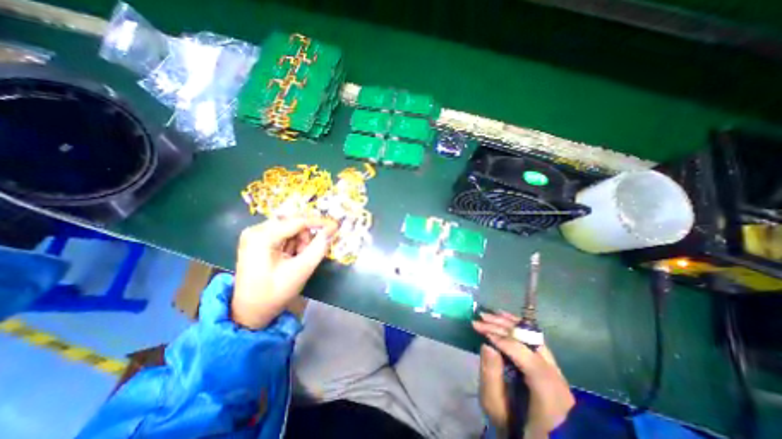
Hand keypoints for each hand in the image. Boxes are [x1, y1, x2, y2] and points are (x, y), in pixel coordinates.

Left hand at [229, 216, 331, 328]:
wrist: (250, 311)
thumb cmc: (274, 293)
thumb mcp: (301, 270)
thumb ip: (319, 247)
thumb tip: (332, 228)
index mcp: (262, 237)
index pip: (297, 221)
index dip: (319, 222)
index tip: (336, 225)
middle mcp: (256, 230)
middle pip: (293, 222)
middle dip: (305, 237)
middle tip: (306, 254)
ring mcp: (255, 234)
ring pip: (289, 227)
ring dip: (300, 241)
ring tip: (297, 259)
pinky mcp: (258, 239)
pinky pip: (283, 233)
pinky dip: (292, 243)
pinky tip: (290, 257)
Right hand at [469, 312, 571, 438]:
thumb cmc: (515, 429)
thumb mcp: (497, 409)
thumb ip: (491, 378)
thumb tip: (487, 345)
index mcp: (548, 392)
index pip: (526, 355)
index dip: (502, 339)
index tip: (481, 330)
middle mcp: (556, 376)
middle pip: (530, 341)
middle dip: (503, 326)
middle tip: (481, 318)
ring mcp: (556, 370)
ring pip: (534, 336)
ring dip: (510, 323)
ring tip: (490, 314)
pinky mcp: (550, 367)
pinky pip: (534, 340)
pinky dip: (518, 328)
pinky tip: (505, 320)